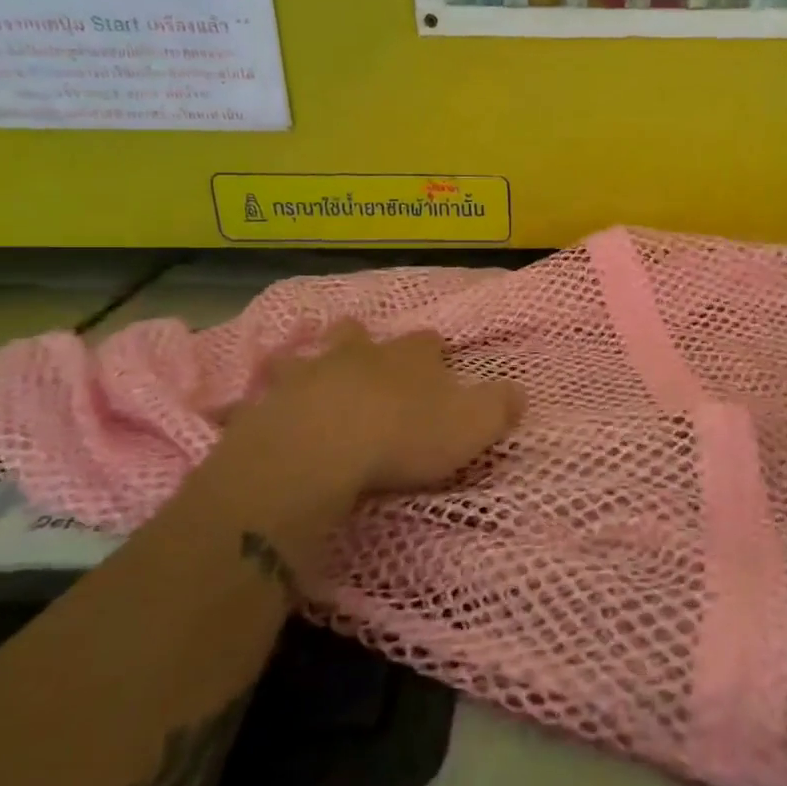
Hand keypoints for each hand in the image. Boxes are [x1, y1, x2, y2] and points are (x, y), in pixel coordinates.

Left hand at [222, 320, 525, 495]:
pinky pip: (266, 392)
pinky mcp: (268, 400)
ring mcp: (310, 371)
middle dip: (365, 343)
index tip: (436, 369)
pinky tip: (267, 410)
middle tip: (368, 364)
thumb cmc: (403, 436)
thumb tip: (520, 392)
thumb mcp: (472, 426)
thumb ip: (500, 406)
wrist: (318, 451)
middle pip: (361, 334)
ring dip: (315, 361)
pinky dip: (268, 398)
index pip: (428, 342)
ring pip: (311, 353)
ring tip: (315, 377)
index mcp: (411, 356)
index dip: (434, 354)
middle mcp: (360, 353)